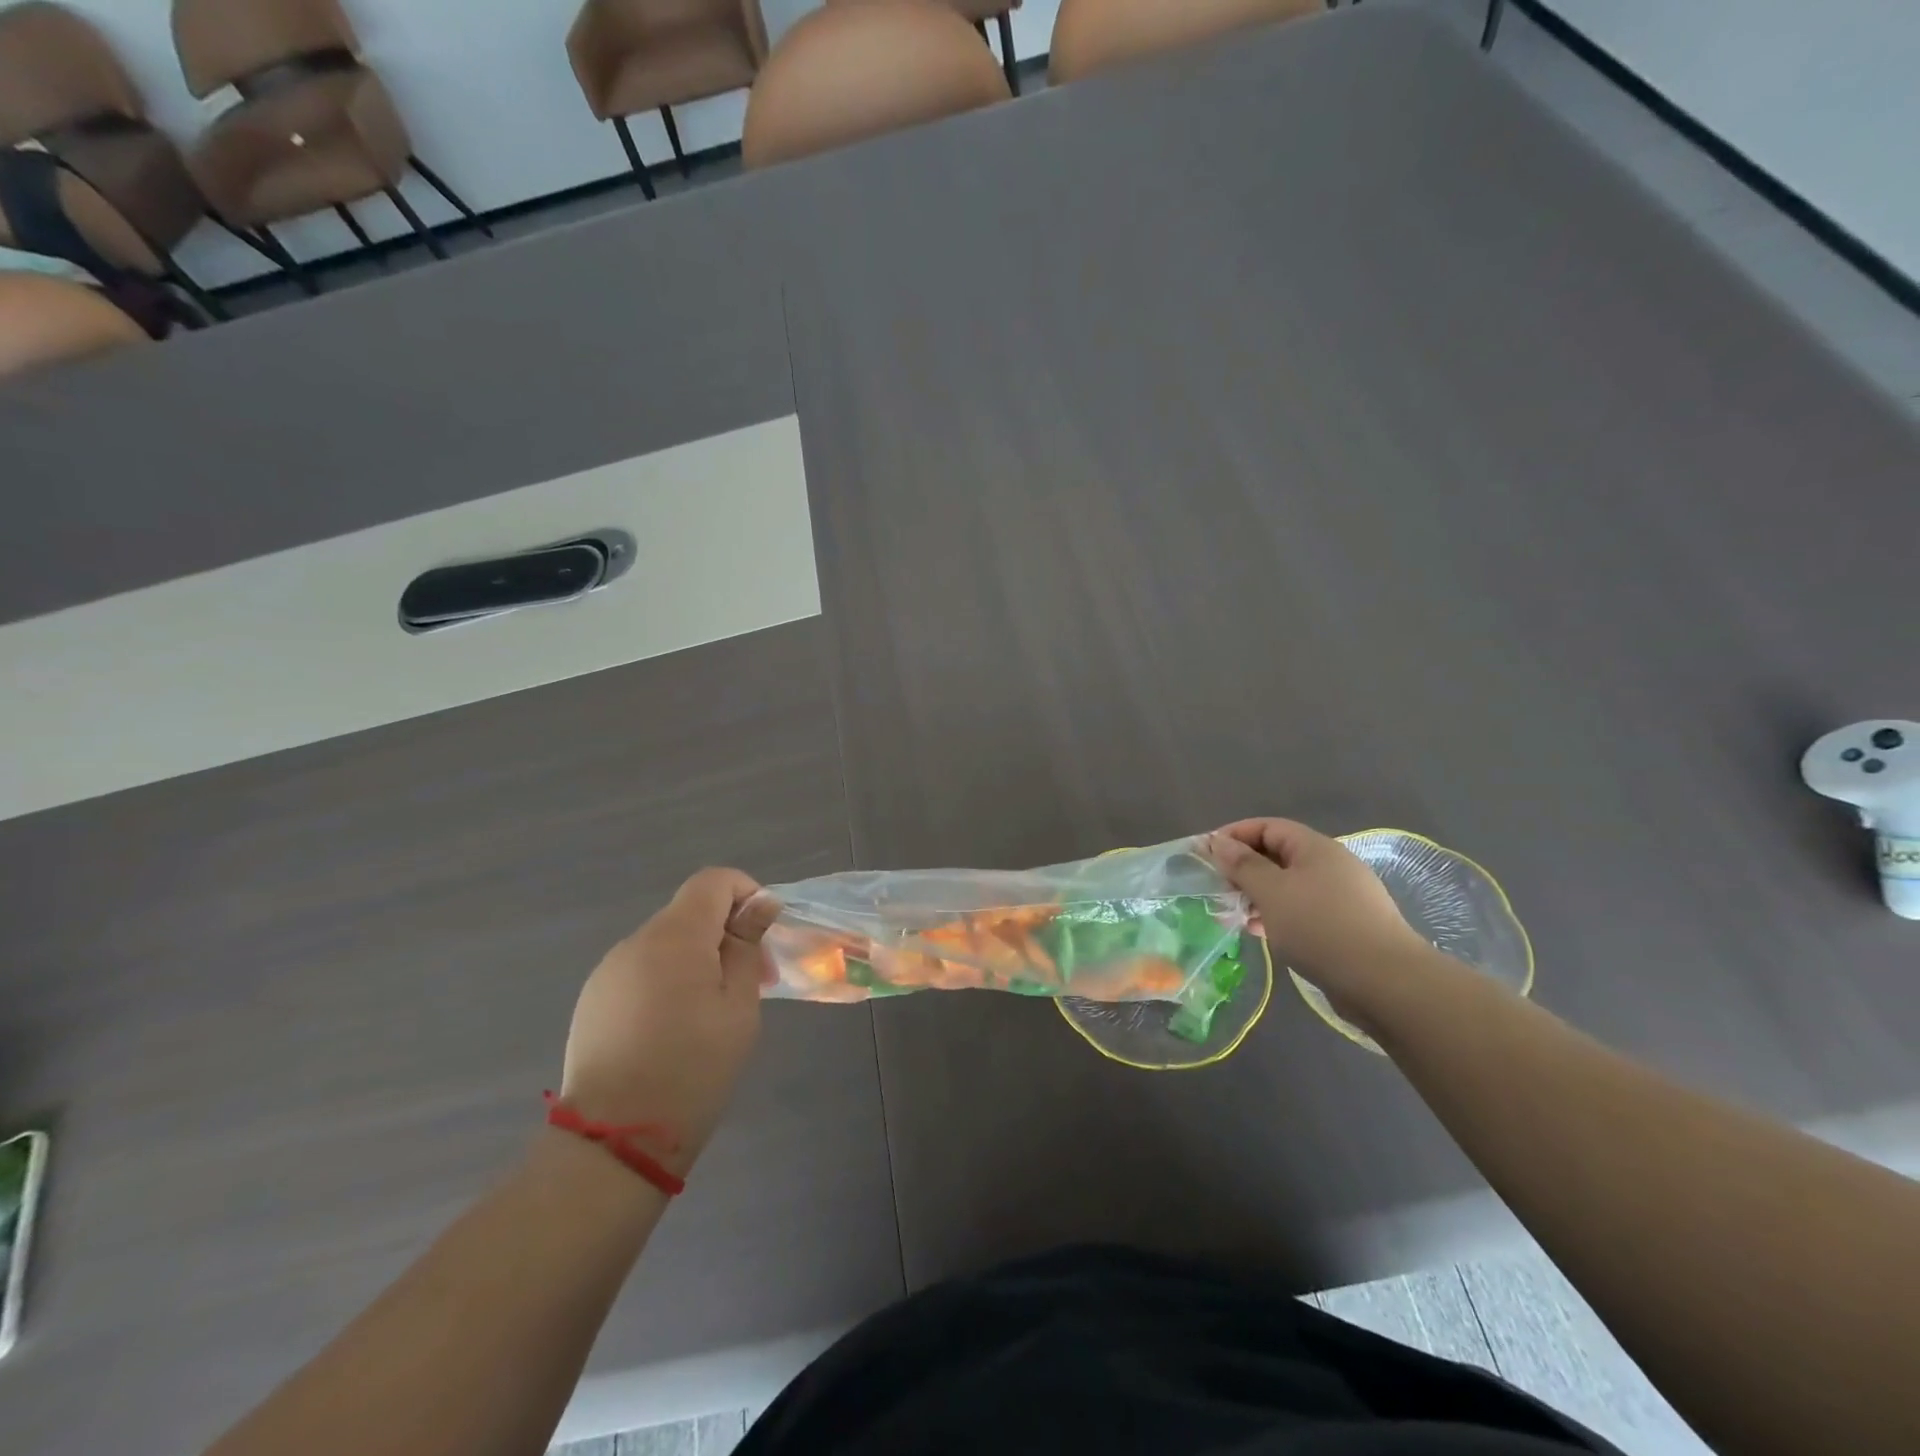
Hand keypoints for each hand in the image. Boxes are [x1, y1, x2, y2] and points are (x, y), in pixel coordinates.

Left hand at [559, 868, 776, 1176]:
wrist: (615, 1142)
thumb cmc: (693, 1068)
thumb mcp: (739, 1006)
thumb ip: (747, 947)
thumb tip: (760, 904)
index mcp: (675, 936)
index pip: (713, 880)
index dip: (746, 893)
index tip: (763, 935)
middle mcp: (635, 942)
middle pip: (690, 913)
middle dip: (726, 934)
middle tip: (752, 983)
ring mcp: (608, 971)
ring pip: (666, 944)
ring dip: (697, 959)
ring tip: (712, 1014)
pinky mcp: (594, 1000)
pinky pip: (642, 971)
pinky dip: (667, 981)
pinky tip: (673, 1030)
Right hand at [1204, 819, 1429, 1021]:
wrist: (1385, 982)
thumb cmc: (1320, 927)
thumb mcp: (1271, 892)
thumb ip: (1242, 865)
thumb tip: (1219, 842)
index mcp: (1315, 848)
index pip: (1268, 827)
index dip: (1235, 835)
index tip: (1206, 855)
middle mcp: (1331, 865)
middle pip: (1278, 855)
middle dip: (1244, 869)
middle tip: (1217, 889)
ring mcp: (1343, 897)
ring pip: (1290, 885)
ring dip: (1259, 895)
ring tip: (1234, 916)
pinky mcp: (1347, 926)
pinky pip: (1303, 910)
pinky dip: (1278, 915)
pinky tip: (1262, 933)